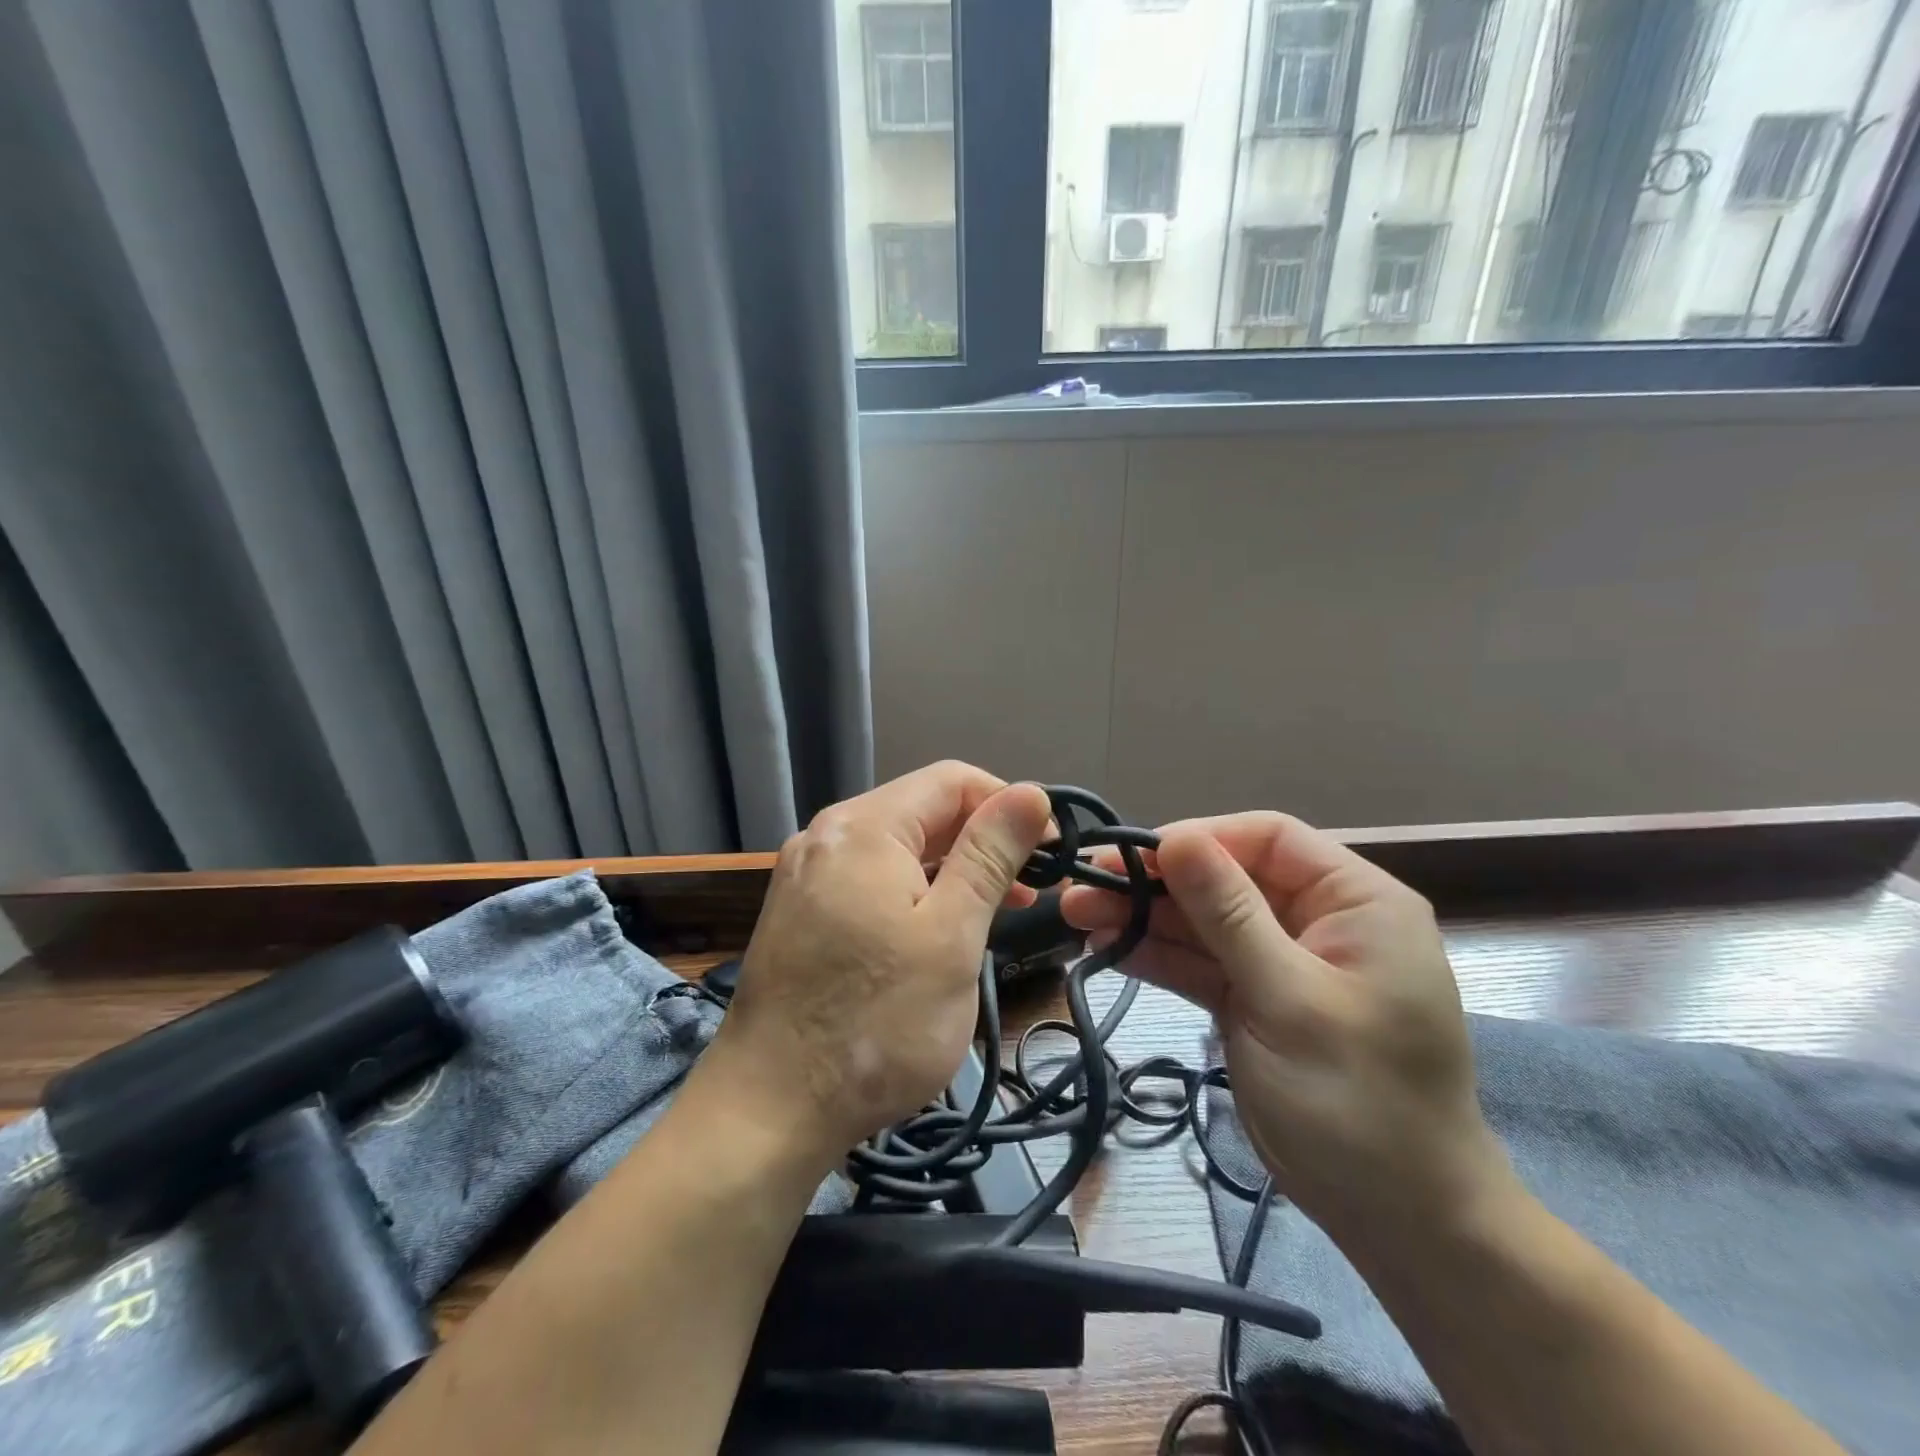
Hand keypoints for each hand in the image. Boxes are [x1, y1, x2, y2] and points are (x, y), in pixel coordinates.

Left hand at [703, 763, 1052, 1169]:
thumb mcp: (951, 936)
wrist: (768, 1111)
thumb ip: (990, 856)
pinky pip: (870, 879)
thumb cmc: (875, 1024)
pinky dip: (915, 892)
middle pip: (922, 810)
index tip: (1052, 852)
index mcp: (863, 827)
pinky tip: (940, 929)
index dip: (1009, 804)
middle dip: (983, 839)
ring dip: (953, 869)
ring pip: (898, 848)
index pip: (953, 780)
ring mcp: (807, 874)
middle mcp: (827, 835)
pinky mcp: (800, 911)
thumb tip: (1032, 792)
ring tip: (999, 911)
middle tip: (1033, 890)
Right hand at [1060, 813, 1512, 1247]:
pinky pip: (1199, 963)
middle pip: (1225, 878)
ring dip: (1143, 917)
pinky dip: (1156, 956)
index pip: (1267, 839)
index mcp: (1354, 901)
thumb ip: (1229, 915)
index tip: (1133, 854)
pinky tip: (1106, 946)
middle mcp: (1316, 919)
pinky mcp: (1253, 999)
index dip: (1199, 838)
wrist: (1399, 1221)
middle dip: (1156, 881)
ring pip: (1203, 921)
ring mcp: (1280, 961)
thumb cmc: (1360, 1101)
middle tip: (1083, 884)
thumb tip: (1175, 836)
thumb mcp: (1290, 1000)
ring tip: (1076, 913)